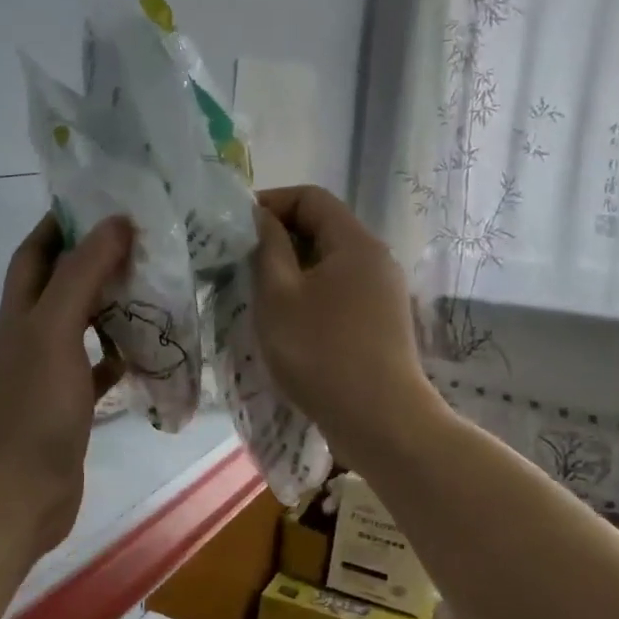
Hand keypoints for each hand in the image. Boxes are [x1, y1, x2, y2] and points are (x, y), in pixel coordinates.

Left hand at [0, 213, 130, 558]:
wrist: (23, 490)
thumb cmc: (37, 405)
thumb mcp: (55, 329)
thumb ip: (82, 274)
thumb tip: (116, 222)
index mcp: (20, 311)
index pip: (35, 251)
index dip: (62, 223)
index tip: (105, 203)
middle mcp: (31, 334)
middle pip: (62, 284)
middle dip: (96, 260)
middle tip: (146, 243)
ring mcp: (50, 371)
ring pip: (83, 324)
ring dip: (112, 305)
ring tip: (155, 286)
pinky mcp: (71, 403)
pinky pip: (98, 367)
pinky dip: (119, 354)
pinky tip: (147, 348)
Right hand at [251, 186, 441, 457]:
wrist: (380, 421)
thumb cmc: (320, 352)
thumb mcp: (278, 296)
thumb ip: (268, 248)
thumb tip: (262, 218)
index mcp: (355, 243)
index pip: (311, 197)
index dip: (270, 202)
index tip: (236, 227)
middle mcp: (376, 260)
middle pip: (323, 229)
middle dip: (278, 239)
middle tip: (239, 264)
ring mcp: (383, 294)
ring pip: (329, 265)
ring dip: (291, 272)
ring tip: (257, 296)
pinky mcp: (381, 324)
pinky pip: (339, 293)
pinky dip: (310, 296)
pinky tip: (287, 324)